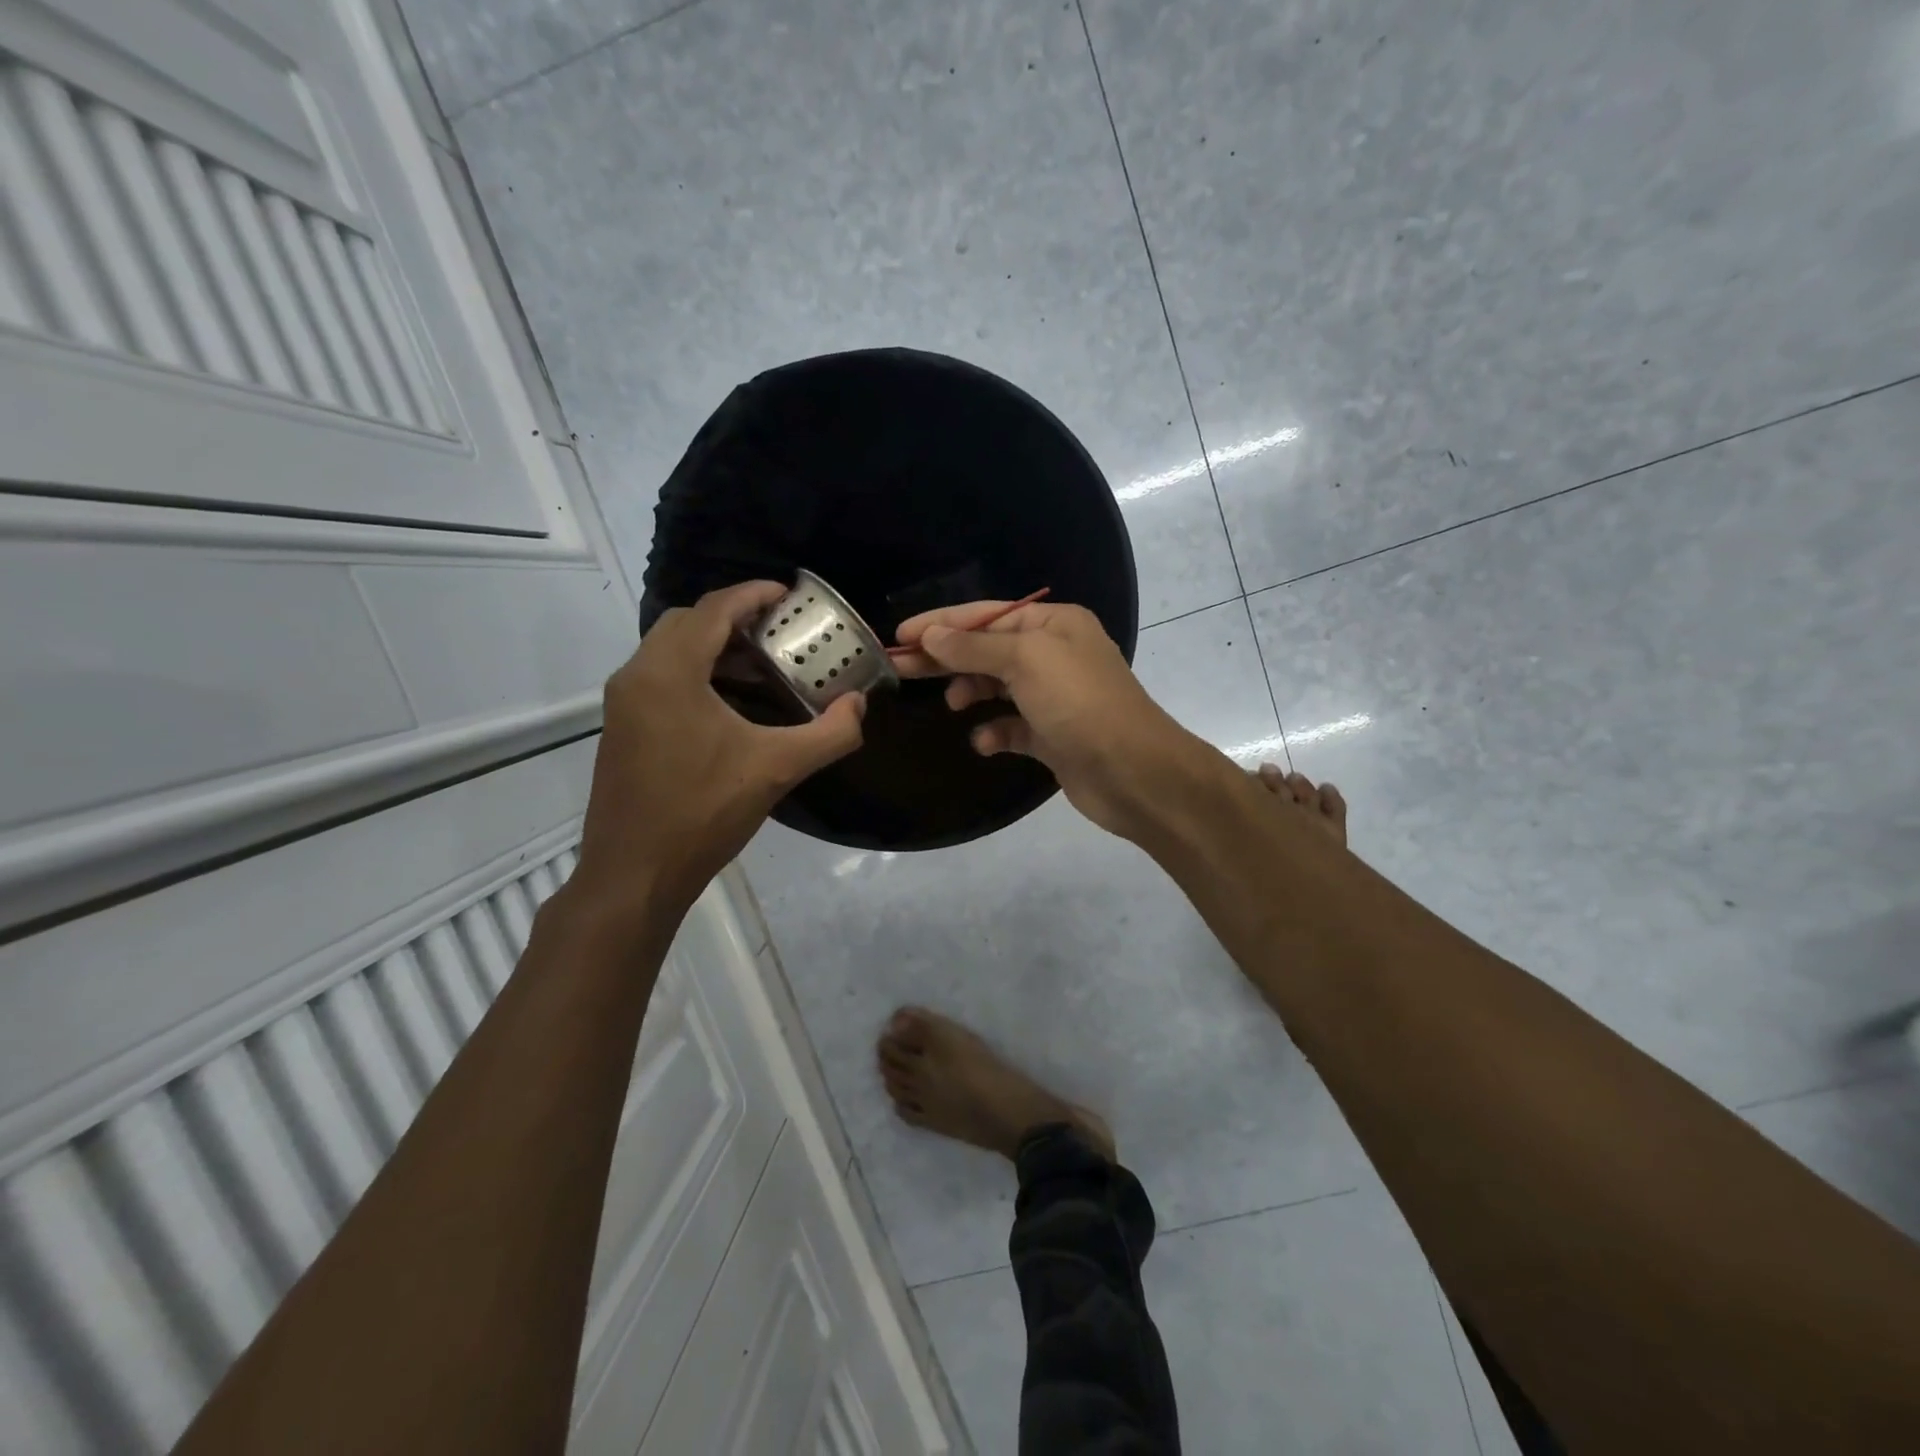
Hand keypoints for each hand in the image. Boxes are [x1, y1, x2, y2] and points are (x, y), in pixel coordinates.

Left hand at [572, 581, 866, 918]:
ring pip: (670, 650)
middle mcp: (637, 676)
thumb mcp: (777, 769)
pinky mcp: (621, 727)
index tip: (789, 594)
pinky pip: (660, 677)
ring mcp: (623, 703)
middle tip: (779, 631)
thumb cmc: (703, 813)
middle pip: (687, 622)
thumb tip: (860, 706)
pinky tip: (731, 704)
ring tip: (762, 665)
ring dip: (714, 646)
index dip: (753, 594)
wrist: (634, 874)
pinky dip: (696, 672)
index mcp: (669, 673)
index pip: (713, 610)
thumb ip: (829, 734)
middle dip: (733, 617)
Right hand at [892, 600, 1201, 838]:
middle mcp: (1055, 655)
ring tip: (954, 705)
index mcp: (1054, 624)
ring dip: (972, 693)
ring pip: (998, 688)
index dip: (941, 623)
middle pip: (987, 651)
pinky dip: (995, 731)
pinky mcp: (1053, 736)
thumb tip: (931, 635)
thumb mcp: (1025, 661)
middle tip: (900, 669)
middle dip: (946, 658)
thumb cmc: (1079, 703)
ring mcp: (1054, 697)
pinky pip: (1013, 727)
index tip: (899, 636)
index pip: (986, 615)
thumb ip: (974, 647)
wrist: (1133, 772)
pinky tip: (985, 741)